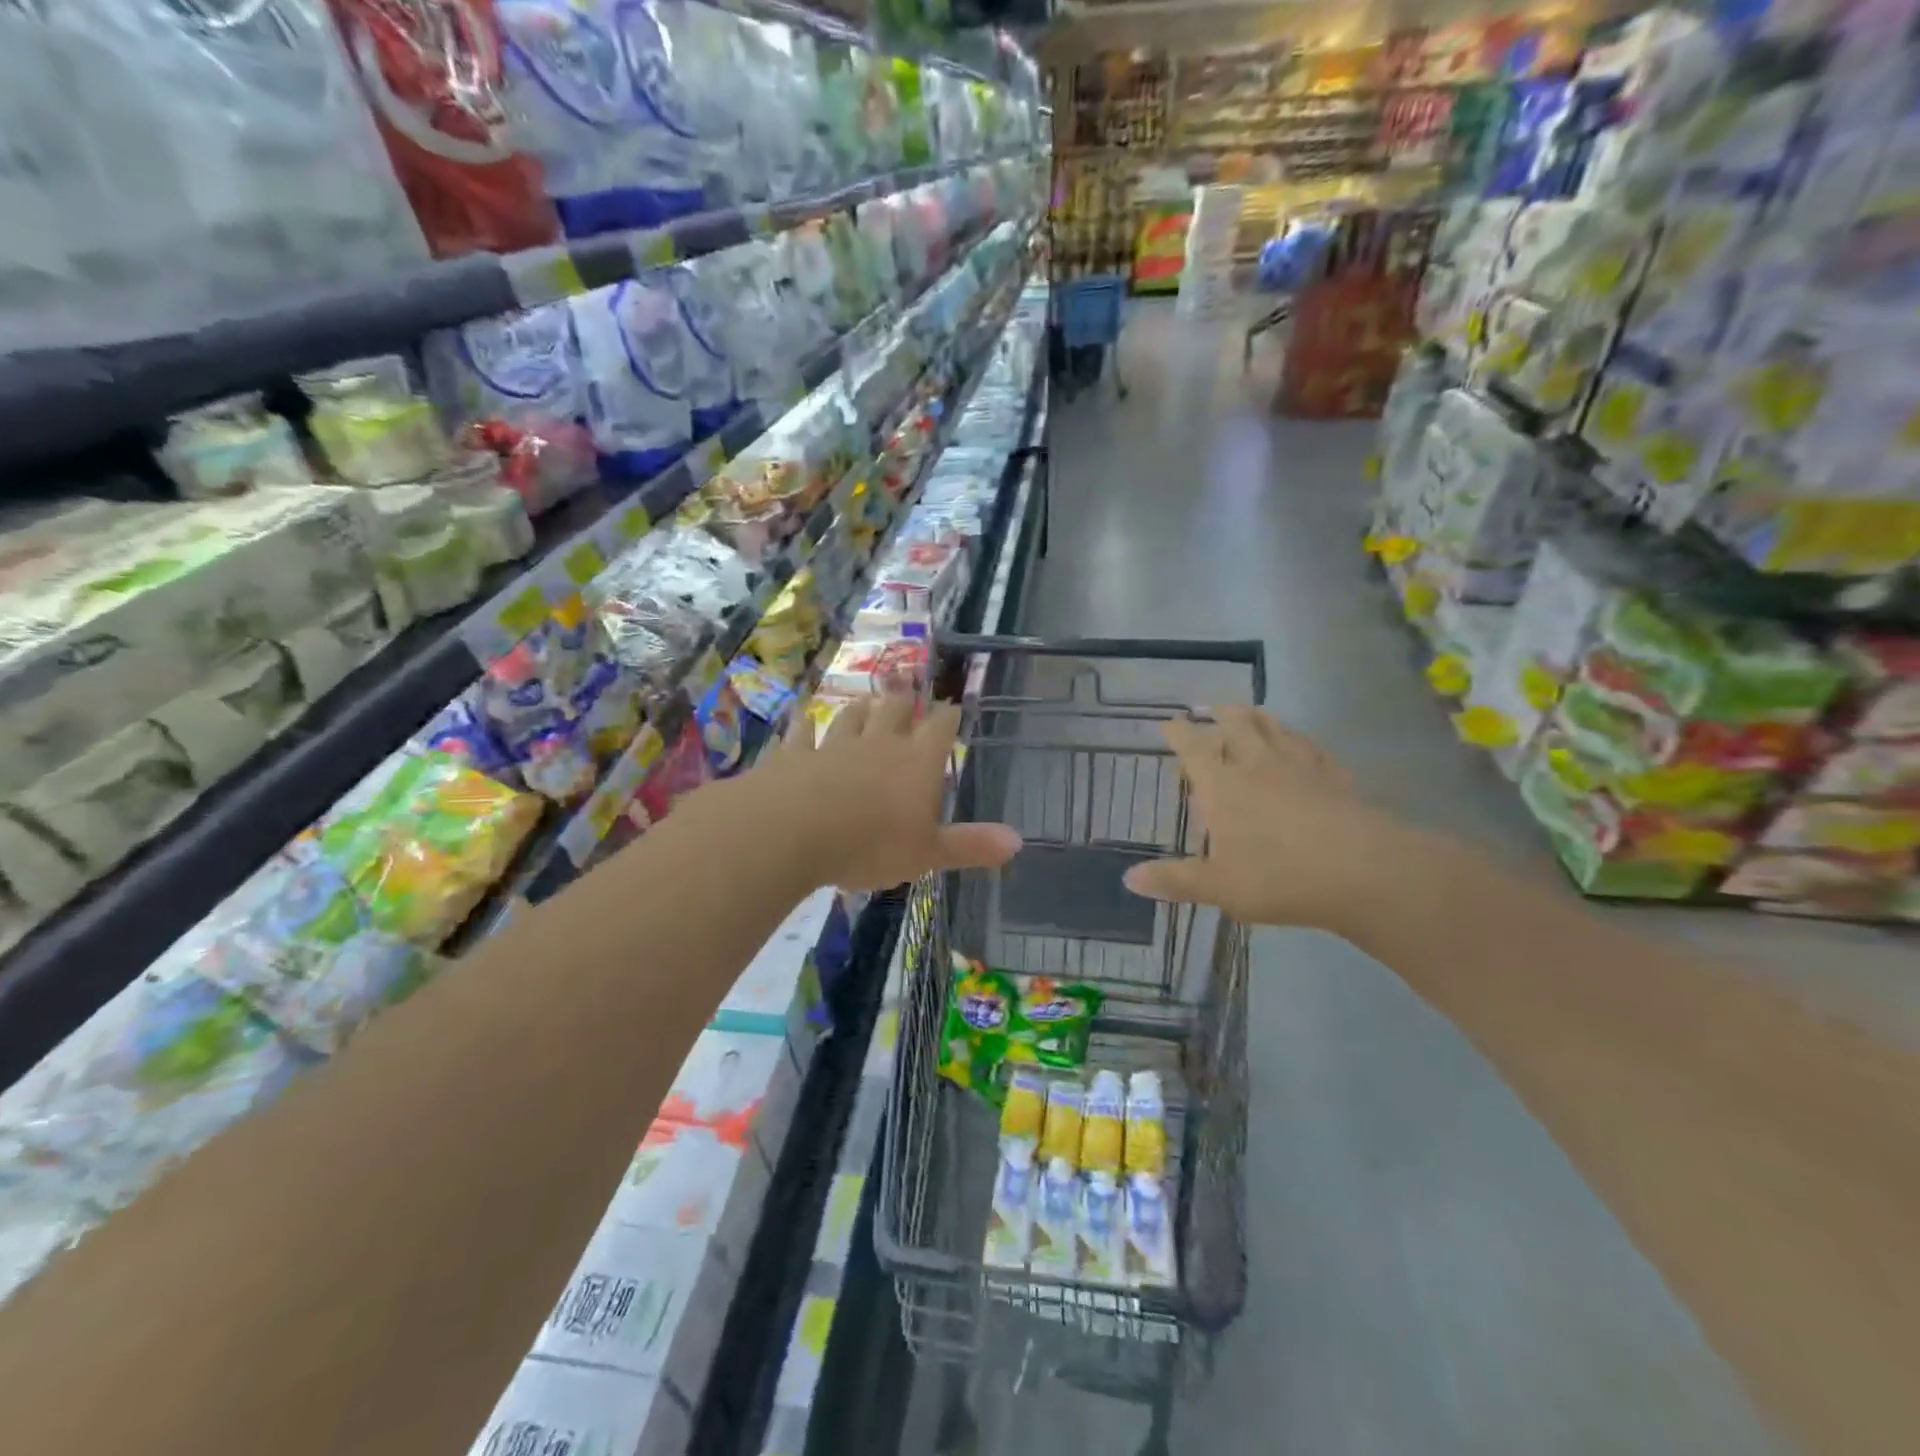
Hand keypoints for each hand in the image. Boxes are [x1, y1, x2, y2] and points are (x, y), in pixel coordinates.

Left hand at [745, 694, 1021, 891]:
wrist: (793, 831)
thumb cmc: (871, 844)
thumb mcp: (928, 853)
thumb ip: (970, 845)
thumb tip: (1018, 841)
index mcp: (917, 762)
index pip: (940, 728)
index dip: (948, 716)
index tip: (952, 706)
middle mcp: (878, 744)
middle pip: (895, 711)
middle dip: (903, 701)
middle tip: (906, 690)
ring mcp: (834, 746)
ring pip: (850, 717)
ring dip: (860, 709)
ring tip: (865, 700)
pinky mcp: (794, 756)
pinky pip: (801, 735)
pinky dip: (804, 727)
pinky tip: (802, 718)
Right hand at [1123, 707, 1422, 933]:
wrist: (1363, 872)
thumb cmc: (1279, 877)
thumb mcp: (1218, 886)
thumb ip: (1175, 880)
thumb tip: (1129, 878)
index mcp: (1223, 786)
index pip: (1194, 749)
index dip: (1179, 733)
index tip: (1168, 721)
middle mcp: (1258, 766)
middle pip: (1238, 726)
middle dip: (1222, 713)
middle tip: (1213, 707)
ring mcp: (1300, 768)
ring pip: (1276, 729)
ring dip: (1260, 718)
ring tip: (1253, 713)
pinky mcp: (1335, 778)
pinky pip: (1313, 749)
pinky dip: (1301, 741)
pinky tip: (1304, 745)